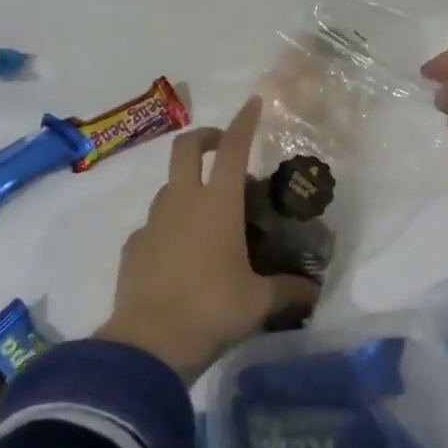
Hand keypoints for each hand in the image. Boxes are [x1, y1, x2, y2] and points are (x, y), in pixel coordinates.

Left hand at [97, 96, 320, 383]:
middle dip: (206, 137)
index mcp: (218, 204)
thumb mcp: (258, 302)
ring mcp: (153, 221)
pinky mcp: (133, 246)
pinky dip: (169, 226)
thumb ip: (288, 290)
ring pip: (169, 185)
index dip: (245, 122)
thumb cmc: (211, 311)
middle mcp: (183, 201)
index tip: (254, 103)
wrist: (148, 345)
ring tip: (209, 215)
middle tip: (223, 148)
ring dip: (189, 186)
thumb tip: (314, 291)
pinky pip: (154, 223)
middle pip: (187, 147)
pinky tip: (180, 254)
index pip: (235, 148)